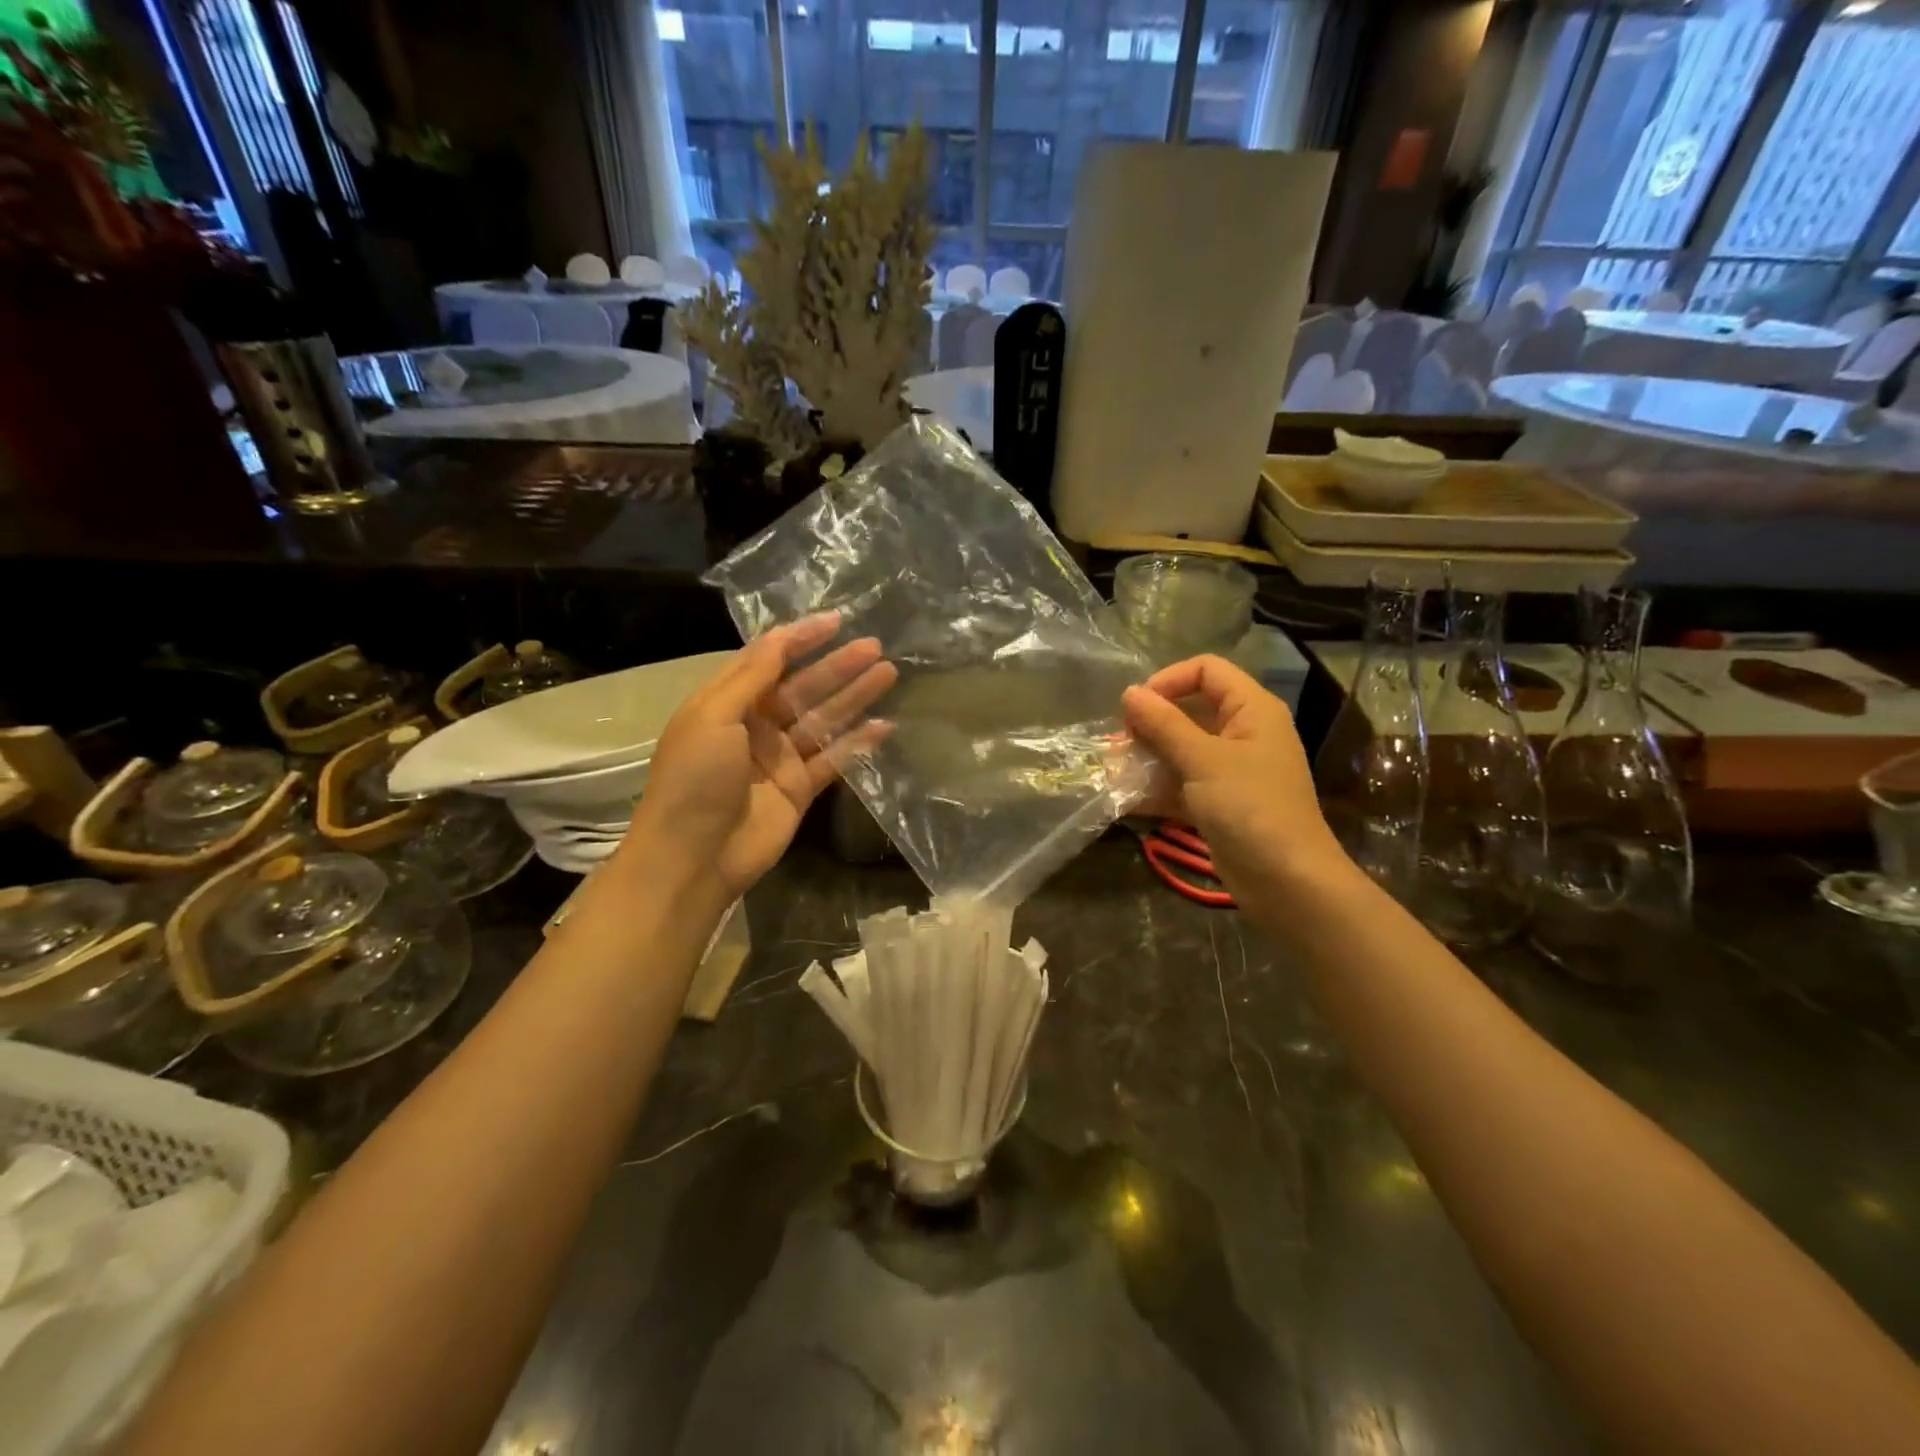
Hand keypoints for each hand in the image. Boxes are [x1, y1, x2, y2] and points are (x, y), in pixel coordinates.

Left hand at [625, 612, 896, 898]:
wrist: (693, 857)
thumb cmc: (695, 779)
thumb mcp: (713, 717)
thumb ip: (752, 677)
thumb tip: (781, 636)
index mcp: (727, 703)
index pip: (768, 660)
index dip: (801, 639)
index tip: (836, 621)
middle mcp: (755, 726)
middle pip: (803, 688)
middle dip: (837, 666)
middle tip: (875, 647)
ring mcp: (780, 759)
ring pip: (823, 720)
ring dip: (854, 697)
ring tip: (888, 674)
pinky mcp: (800, 789)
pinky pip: (834, 760)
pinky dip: (858, 743)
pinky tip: (885, 726)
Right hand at [1121, 655, 1346, 901]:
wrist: (1288, 883)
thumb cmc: (1250, 808)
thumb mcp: (1203, 760)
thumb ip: (1164, 724)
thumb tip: (1129, 693)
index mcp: (1251, 710)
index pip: (1206, 670)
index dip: (1169, 680)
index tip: (1136, 706)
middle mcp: (1243, 733)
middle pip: (1190, 709)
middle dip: (1151, 723)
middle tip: (1119, 742)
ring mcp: (1230, 770)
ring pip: (1181, 749)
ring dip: (1147, 757)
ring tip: (1115, 770)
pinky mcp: (1219, 802)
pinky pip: (1182, 782)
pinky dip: (1156, 788)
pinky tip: (1125, 799)